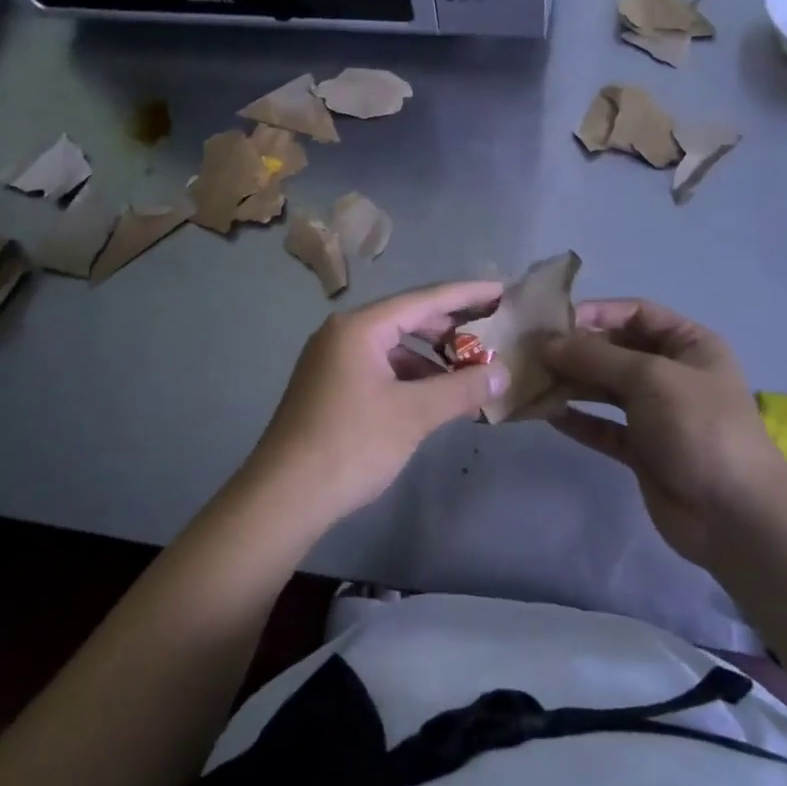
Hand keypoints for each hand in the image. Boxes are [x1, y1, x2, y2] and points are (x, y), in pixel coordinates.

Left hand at [243, 281, 508, 524]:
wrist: (284, 495)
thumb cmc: (351, 444)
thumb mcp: (413, 415)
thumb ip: (461, 389)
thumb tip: (503, 373)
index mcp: (359, 327)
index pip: (424, 299)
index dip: (466, 294)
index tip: (501, 290)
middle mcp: (342, 333)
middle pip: (406, 319)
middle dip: (450, 328)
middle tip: (491, 333)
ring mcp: (332, 360)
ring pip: (392, 347)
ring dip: (430, 358)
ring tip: (468, 372)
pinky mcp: (329, 386)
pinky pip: (378, 367)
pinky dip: (408, 376)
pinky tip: (432, 397)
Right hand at [542, 300, 783, 566]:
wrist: (735, 516)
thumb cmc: (699, 427)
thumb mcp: (650, 377)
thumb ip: (596, 357)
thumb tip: (547, 344)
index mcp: (689, 345)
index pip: (636, 313)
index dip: (596, 313)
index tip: (553, 321)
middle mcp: (672, 373)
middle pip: (615, 350)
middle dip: (576, 351)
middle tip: (531, 353)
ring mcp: (657, 413)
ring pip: (605, 389)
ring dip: (571, 384)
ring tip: (532, 382)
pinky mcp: (642, 449)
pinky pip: (603, 426)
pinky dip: (578, 419)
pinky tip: (547, 414)